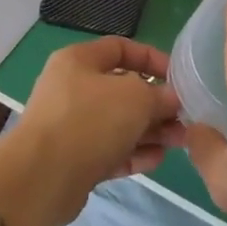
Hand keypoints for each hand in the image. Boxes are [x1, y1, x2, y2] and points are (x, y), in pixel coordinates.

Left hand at [4, 36, 185, 225]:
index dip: (152, 59)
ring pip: (119, 123)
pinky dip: (133, 153)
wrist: (41, 178)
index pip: (121, 48)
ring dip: (150, 131)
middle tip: (185, 117)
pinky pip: (110, 150)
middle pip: (123, 89)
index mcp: (79, 61)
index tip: (178, 78)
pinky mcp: (74, 159)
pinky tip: (157, 160)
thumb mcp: (135, 97)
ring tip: (179, 141)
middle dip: (156, 103)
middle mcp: (73, 88)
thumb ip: (158, 94)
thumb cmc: (89, 120)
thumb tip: (171, 99)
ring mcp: (71, 125)